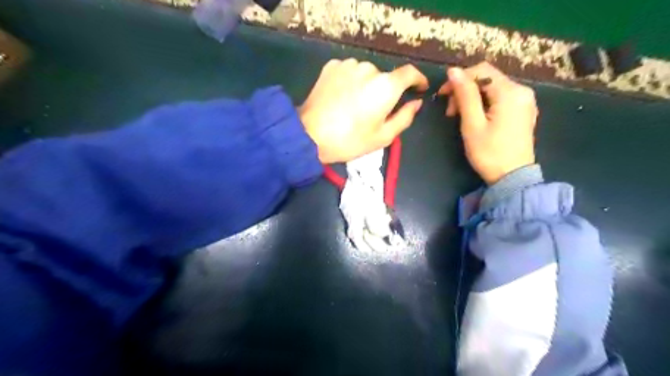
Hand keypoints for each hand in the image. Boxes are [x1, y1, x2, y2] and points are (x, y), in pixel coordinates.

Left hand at [299, 58, 424, 161]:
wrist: (309, 135)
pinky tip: (341, 98)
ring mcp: (348, 65)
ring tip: (354, 106)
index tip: (419, 88)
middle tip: (374, 112)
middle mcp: (369, 69)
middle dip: (385, 92)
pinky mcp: (331, 66)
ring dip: (366, 86)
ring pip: (366, 74)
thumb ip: (405, 117)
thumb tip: (416, 102)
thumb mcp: (383, 136)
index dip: (418, 79)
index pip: (410, 73)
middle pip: (385, 77)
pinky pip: (349, 72)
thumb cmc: (350, 140)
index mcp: (386, 86)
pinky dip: (350, 82)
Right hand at [441, 62, 536, 184]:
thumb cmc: (489, 153)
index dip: (459, 79)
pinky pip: (500, 98)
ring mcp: (525, 101)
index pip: (481, 71)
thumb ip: (464, 95)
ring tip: (460, 116)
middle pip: (487, 79)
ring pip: (492, 88)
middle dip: (465, 90)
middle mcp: (522, 91)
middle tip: (450, 112)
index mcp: (510, 92)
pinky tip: (476, 118)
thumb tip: (453, 71)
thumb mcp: (472, 124)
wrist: (512, 178)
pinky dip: (484, 103)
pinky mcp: (523, 111)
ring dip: (472, 98)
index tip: (442, 95)